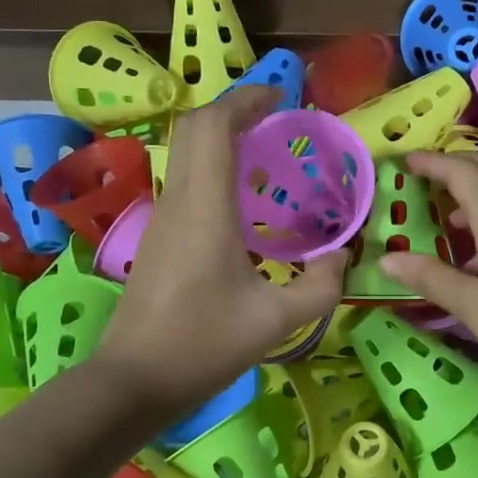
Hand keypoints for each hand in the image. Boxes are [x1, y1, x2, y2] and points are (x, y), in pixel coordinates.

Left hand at [96, 86, 344, 414]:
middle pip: (193, 129)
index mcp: (205, 209)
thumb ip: (321, 286)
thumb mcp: (277, 320)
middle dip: (233, 110)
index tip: (281, 97)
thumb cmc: (204, 345)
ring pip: (185, 153)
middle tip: (276, 119)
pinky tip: (242, 200)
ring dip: (221, 138)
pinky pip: (185, 181)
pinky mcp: (158, 238)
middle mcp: (179, 202)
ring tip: (265, 152)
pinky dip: (213, 167)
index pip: (213, 126)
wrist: (135, 380)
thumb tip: (342, 256)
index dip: (245, 100)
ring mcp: (162, 219)